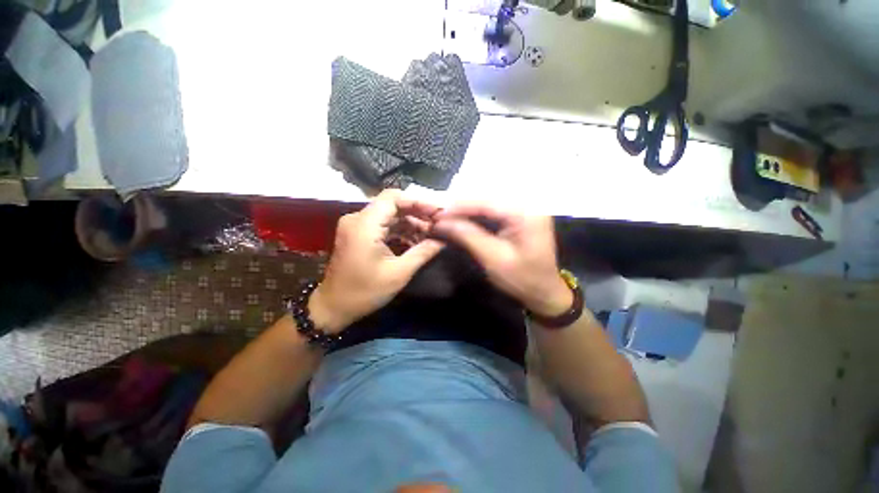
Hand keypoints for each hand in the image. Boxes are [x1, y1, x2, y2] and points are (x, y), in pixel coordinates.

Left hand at [309, 190, 444, 332]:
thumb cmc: (365, 292)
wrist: (334, 307)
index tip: (438, 212)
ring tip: (430, 235)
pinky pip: (383, 225)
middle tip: (438, 225)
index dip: (418, 201)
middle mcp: (358, 219)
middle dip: (417, 213)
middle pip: (393, 205)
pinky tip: (416, 241)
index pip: (393, 198)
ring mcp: (357, 226)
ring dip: (411, 223)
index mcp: (364, 225)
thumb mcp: (399, 273)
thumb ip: (423, 252)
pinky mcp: (358, 234)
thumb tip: (443, 239)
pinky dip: (400, 231)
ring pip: (390, 215)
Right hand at [433, 204, 571, 317]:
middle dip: (461, 205)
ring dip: (467, 209)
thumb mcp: (493, 258)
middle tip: (439, 215)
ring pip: (489, 201)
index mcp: (527, 212)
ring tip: (447, 217)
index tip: (437, 214)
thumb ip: (468, 235)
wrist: (544, 291)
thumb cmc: (522, 279)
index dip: (459, 205)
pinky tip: (462, 218)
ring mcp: (525, 207)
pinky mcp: (520, 214)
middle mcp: (528, 203)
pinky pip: (494, 208)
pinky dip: (476, 214)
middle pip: (487, 197)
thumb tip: (441, 222)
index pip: (487, 201)